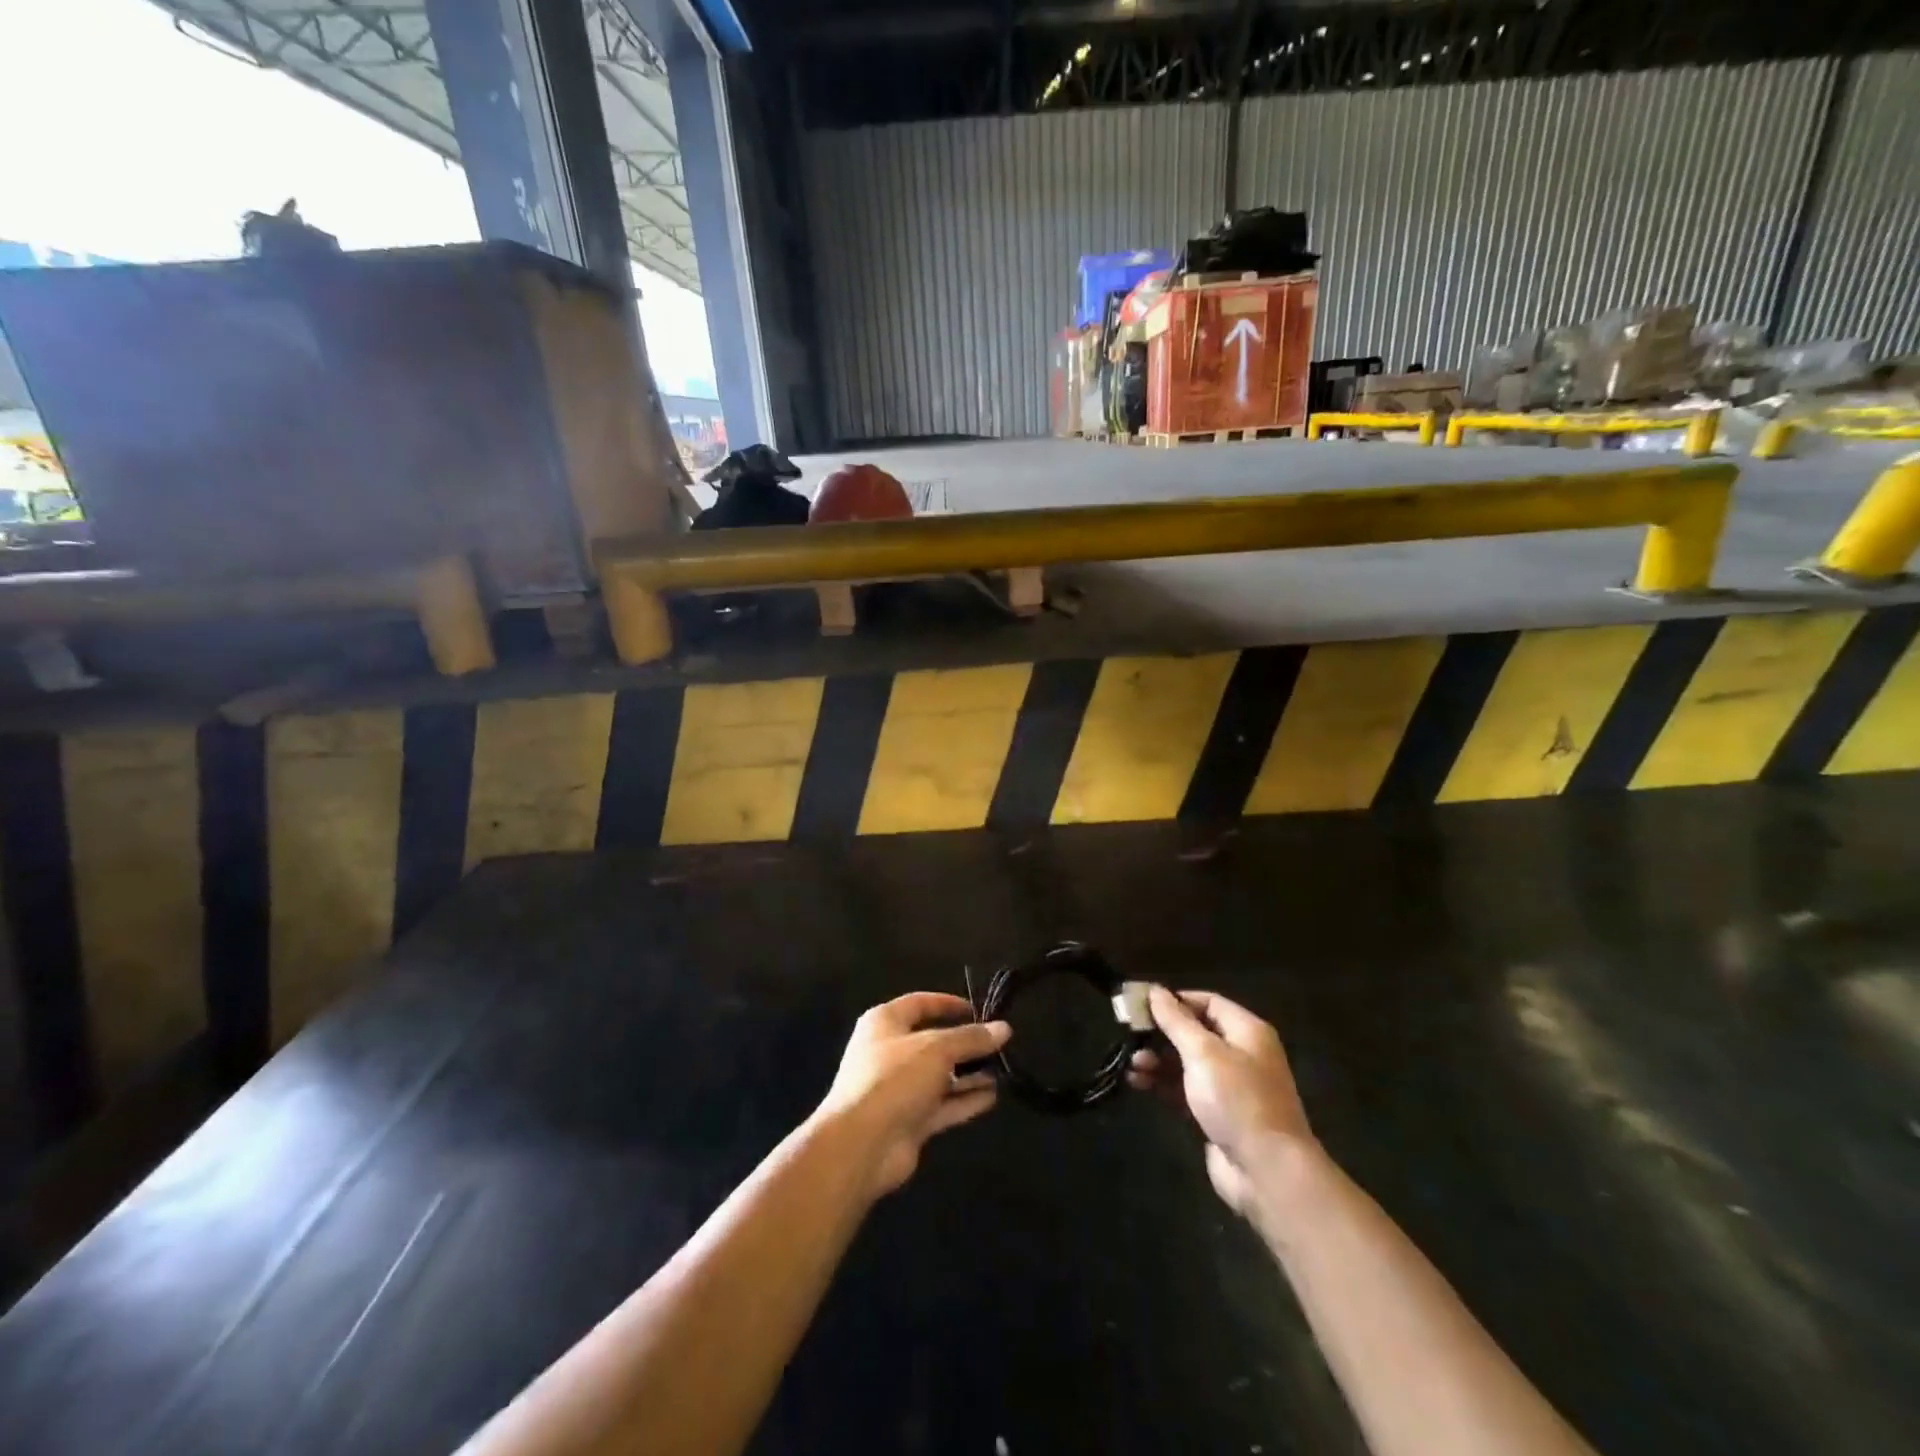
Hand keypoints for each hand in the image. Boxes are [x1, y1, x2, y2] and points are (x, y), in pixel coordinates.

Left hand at [816, 992, 1010, 1198]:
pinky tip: (992, 1096)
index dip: (948, 1004)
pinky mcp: (909, 1121)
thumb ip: (971, 1039)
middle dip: (965, 1044)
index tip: (980, 1010)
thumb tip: (1004, 1028)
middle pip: (933, 1042)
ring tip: (1003, 1070)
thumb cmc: (894, 1079)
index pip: (920, 1004)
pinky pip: (942, 1105)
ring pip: (940, 1076)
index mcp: (885, 1023)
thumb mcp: (937, 1049)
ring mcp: (899, 1089)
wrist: (861, 1145)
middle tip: (999, 1045)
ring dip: (969, 1074)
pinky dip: (965, 1100)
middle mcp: (890, 1052)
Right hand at [1128, 986, 1314, 1218]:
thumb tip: (1155, 990)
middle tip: (1129, 1034)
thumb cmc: (1237, 1100)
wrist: (1267, 1172)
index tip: (1142, 1005)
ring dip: (1157, 1060)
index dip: (1175, 1000)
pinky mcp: (1218, 1114)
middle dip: (1161, 1033)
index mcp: (1247, 1031)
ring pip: (1186, 1062)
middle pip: (1195, 1032)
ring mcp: (1230, 1087)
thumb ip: (1176, 1020)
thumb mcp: (1203, 1053)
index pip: (1208, 1002)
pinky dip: (1163, 1084)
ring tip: (1132, 1065)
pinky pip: (1185, 1089)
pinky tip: (1138, 1083)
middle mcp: (1241, 1054)